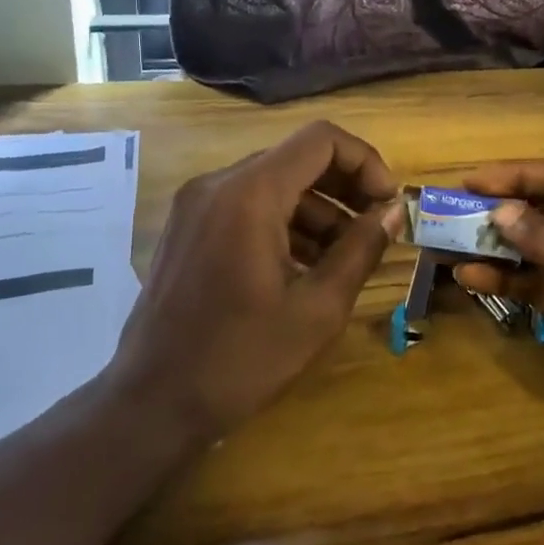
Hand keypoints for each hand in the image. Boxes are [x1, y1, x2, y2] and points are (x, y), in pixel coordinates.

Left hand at [110, 122, 401, 444]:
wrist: (151, 404)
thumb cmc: (240, 359)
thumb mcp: (317, 309)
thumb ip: (361, 249)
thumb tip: (392, 211)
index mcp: (250, 194)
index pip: (321, 140)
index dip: (365, 161)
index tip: (387, 204)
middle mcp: (218, 184)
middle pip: (297, 158)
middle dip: (345, 186)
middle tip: (376, 227)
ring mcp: (197, 204)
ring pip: (274, 182)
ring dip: (318, 208)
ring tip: (347, 255)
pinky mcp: (189, 227)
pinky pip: (248, 205)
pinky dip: (285, 222)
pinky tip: (306, 265)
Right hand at [454, 160, 543, 463]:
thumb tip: (498, 213)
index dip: (521, 174)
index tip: (473, 180)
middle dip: (506, 211)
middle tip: (456, 210)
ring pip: (540, 248)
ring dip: (499, 246)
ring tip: (452, 243)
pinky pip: (539, 283)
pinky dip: (507, 280)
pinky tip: (470, 277)